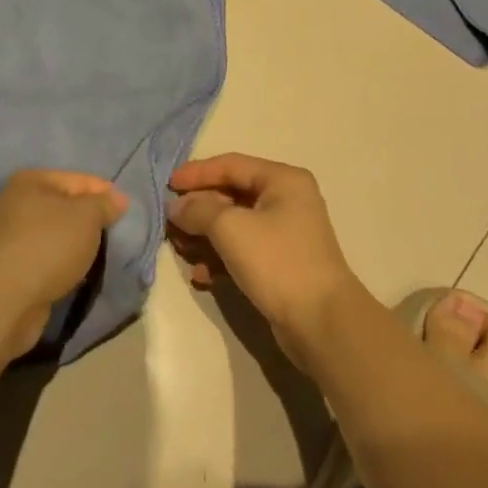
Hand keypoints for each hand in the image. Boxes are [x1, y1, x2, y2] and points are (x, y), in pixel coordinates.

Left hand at [0, 169, 128, 359]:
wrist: (8, 298)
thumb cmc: (49, 245)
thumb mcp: (87, 216)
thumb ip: (104, 204)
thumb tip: (117, 199)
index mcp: (30, 182)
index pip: (78, 180)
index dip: (105, 192)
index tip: (126, 211)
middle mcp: (16, 204)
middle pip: (65, 207)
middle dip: (91, 220)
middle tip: (116, 234)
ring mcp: (12, 237)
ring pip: (57, 235)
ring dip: (77, 244)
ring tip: (101, 256)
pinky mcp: (13, 268)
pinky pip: (48, 258)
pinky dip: (64, 264)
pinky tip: (80, 274)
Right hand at [167, 154, 367, 366]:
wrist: (320, 322)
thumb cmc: (277, 261)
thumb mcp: (230, 228)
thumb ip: (198, 210)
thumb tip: (177, 207)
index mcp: (282, 180)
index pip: (230, 165)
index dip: (196, 173)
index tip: (166, 185)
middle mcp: (286, 201)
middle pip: (230, 195)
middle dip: (197, 209)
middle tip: (170, 223)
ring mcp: (284, 234)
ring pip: (233, 226)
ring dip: (204, 237)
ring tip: (181, 251)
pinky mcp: (279, 264)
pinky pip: (241, 251)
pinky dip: (219, 259)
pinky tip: (201, 276)